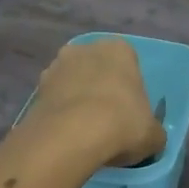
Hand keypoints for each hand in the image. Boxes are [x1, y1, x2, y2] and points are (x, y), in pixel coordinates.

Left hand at [27, 37, 164, 167]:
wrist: (70, 136)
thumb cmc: (122, 123)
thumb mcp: (153, 134)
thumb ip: (153, 131)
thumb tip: (151, 138)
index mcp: (119, 49)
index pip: (129, 63)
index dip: (129, 89)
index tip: (130, 112)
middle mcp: (86, 49)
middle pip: (97, 69)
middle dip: (100, 89)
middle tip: (107, 121)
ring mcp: (56, 67)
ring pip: (72, 83)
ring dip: (77, 101)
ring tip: (84, 133)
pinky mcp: (35, 90)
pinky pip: (54, 102)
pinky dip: (59, 115)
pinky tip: (66, 137)